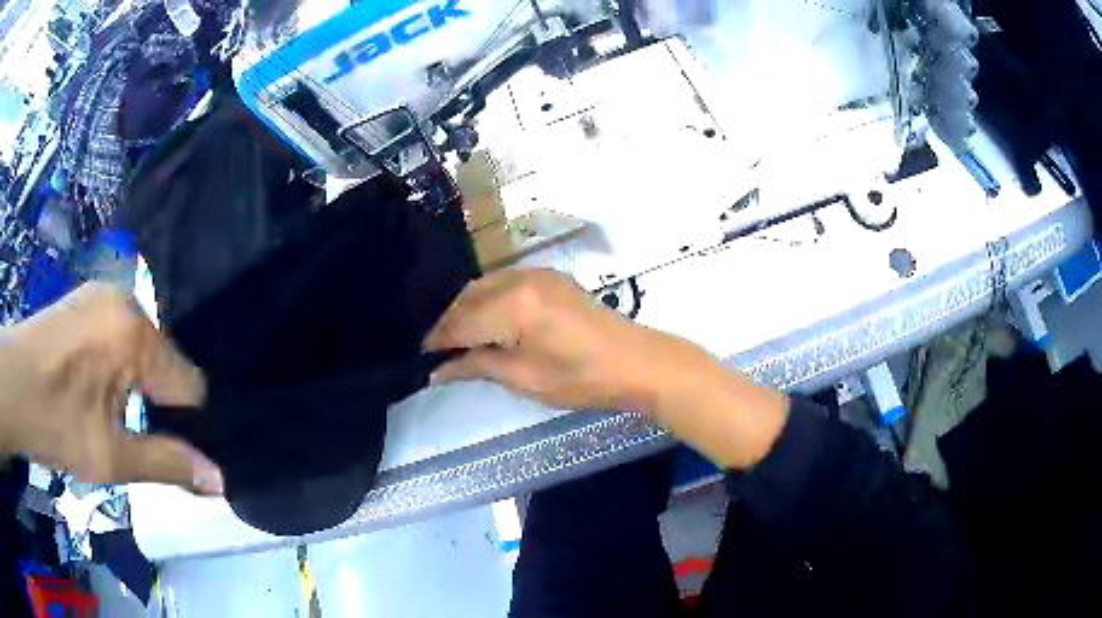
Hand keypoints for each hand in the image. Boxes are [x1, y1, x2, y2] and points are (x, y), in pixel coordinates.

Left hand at [0, 283, 221, 492]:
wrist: (12, 386)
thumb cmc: (55, 423)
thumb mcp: (111, 457)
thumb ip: (167, 464)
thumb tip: (219, 482)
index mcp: (135, 335)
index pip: (190, 384)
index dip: (186, 424)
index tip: (164, 446)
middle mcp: (126, 300)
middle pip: (165, 362)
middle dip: (156, 399)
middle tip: (129, 430)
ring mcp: (104, 292)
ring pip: (142, 347)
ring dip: (135, 380)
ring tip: (108, 407)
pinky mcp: (87, 295)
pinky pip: (120, 332)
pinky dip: (117, 360)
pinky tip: (94, 382)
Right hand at [424, 269, 789, 467]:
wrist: (636, 362)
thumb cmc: (581, 378)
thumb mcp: (524, 378)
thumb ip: (476, 365)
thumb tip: (438, 370)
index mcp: (513, 305)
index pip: (460, 321)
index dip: (437, 340)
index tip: (421, 357)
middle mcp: (521, 279)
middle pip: (468, 297)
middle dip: (450, 323)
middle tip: (437, 351)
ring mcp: (538, 274)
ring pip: (485, 287)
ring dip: (468, 310)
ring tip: (459, 340)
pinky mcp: (551, 277)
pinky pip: (506, 284)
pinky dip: (490, 302)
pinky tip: (488, 323)